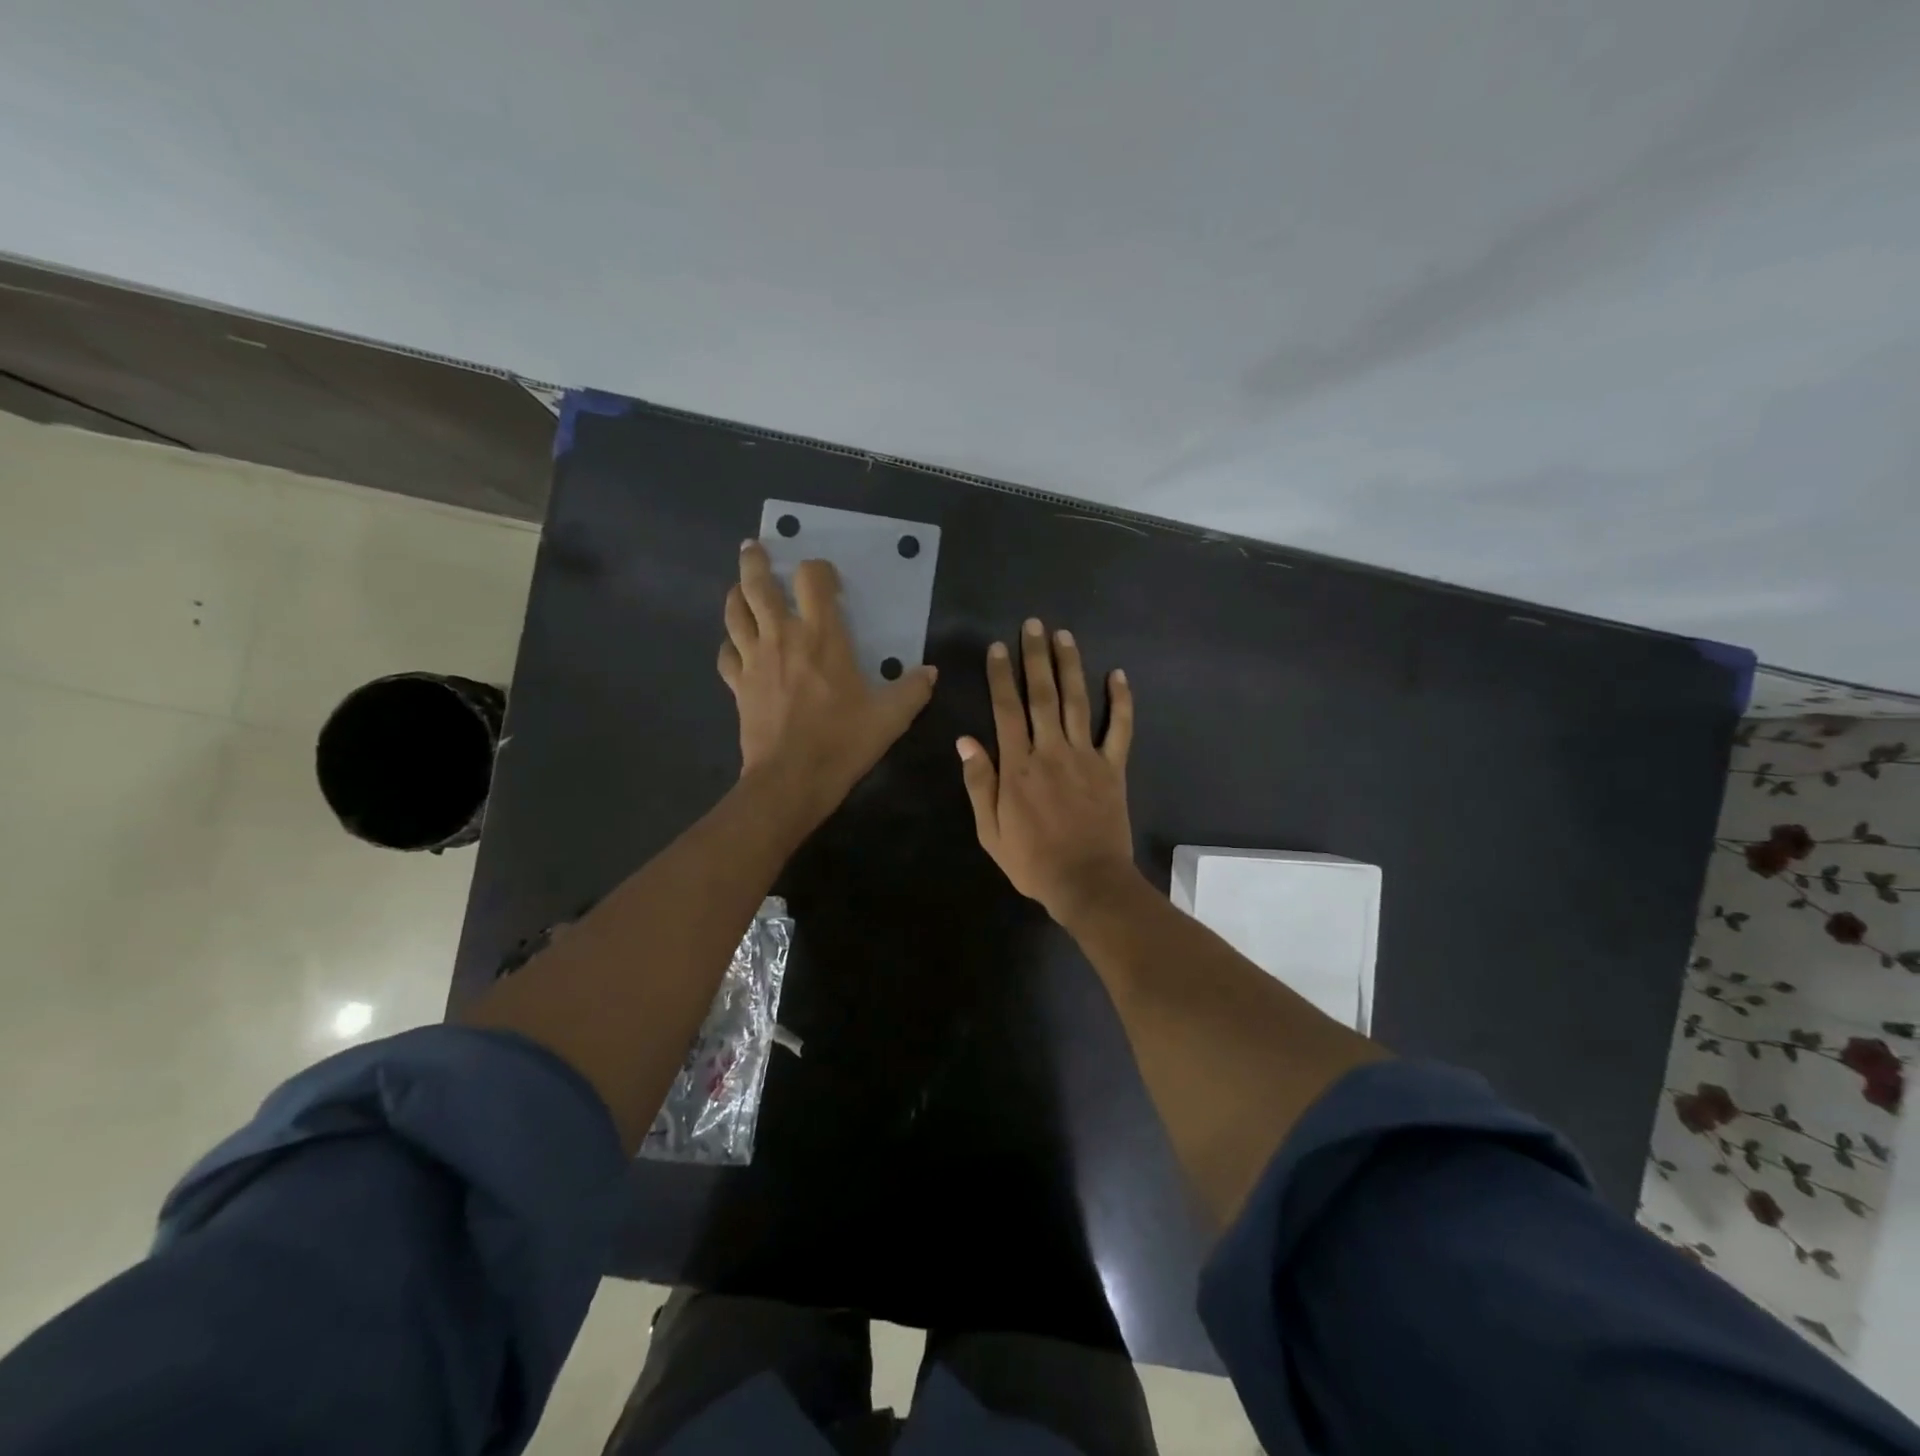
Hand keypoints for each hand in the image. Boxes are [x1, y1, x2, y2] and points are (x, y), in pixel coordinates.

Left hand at [719, 540, 936, 823]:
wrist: (791, 780)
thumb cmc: (843, 742)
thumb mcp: (891, 718)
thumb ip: (912, 690)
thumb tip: (930, 672)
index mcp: (822, 637)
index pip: (812, 580)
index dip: (817, 569)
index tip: (825, 577)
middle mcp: (782, 637)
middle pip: (758, 585)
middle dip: (755, 561)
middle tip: (754, 547)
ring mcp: (754, 660)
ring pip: (735, 613)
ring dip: (736, 594)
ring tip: (740, 587)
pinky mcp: (738, 685)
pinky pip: (727, 653)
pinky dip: (730, 643)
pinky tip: (736, 646)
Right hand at [958, 618, 1137, 921]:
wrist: (1086, 882)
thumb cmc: (1032, 861)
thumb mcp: (990, 831)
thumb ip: (980, 783)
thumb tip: (966, 740)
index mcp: (1018, 766)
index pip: (1006, 709)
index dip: (1001, 675)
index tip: (999, 647)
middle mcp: (1051, 751)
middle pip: (1042, 695)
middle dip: (1036, 657)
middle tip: (1034, 624)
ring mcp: (1086, 757)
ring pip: (1077, 702)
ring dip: (1070, 667)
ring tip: (1065, 636)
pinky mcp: (1113, 768)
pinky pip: (1120, 729)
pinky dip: (1121, 701)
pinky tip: (1119, 675)